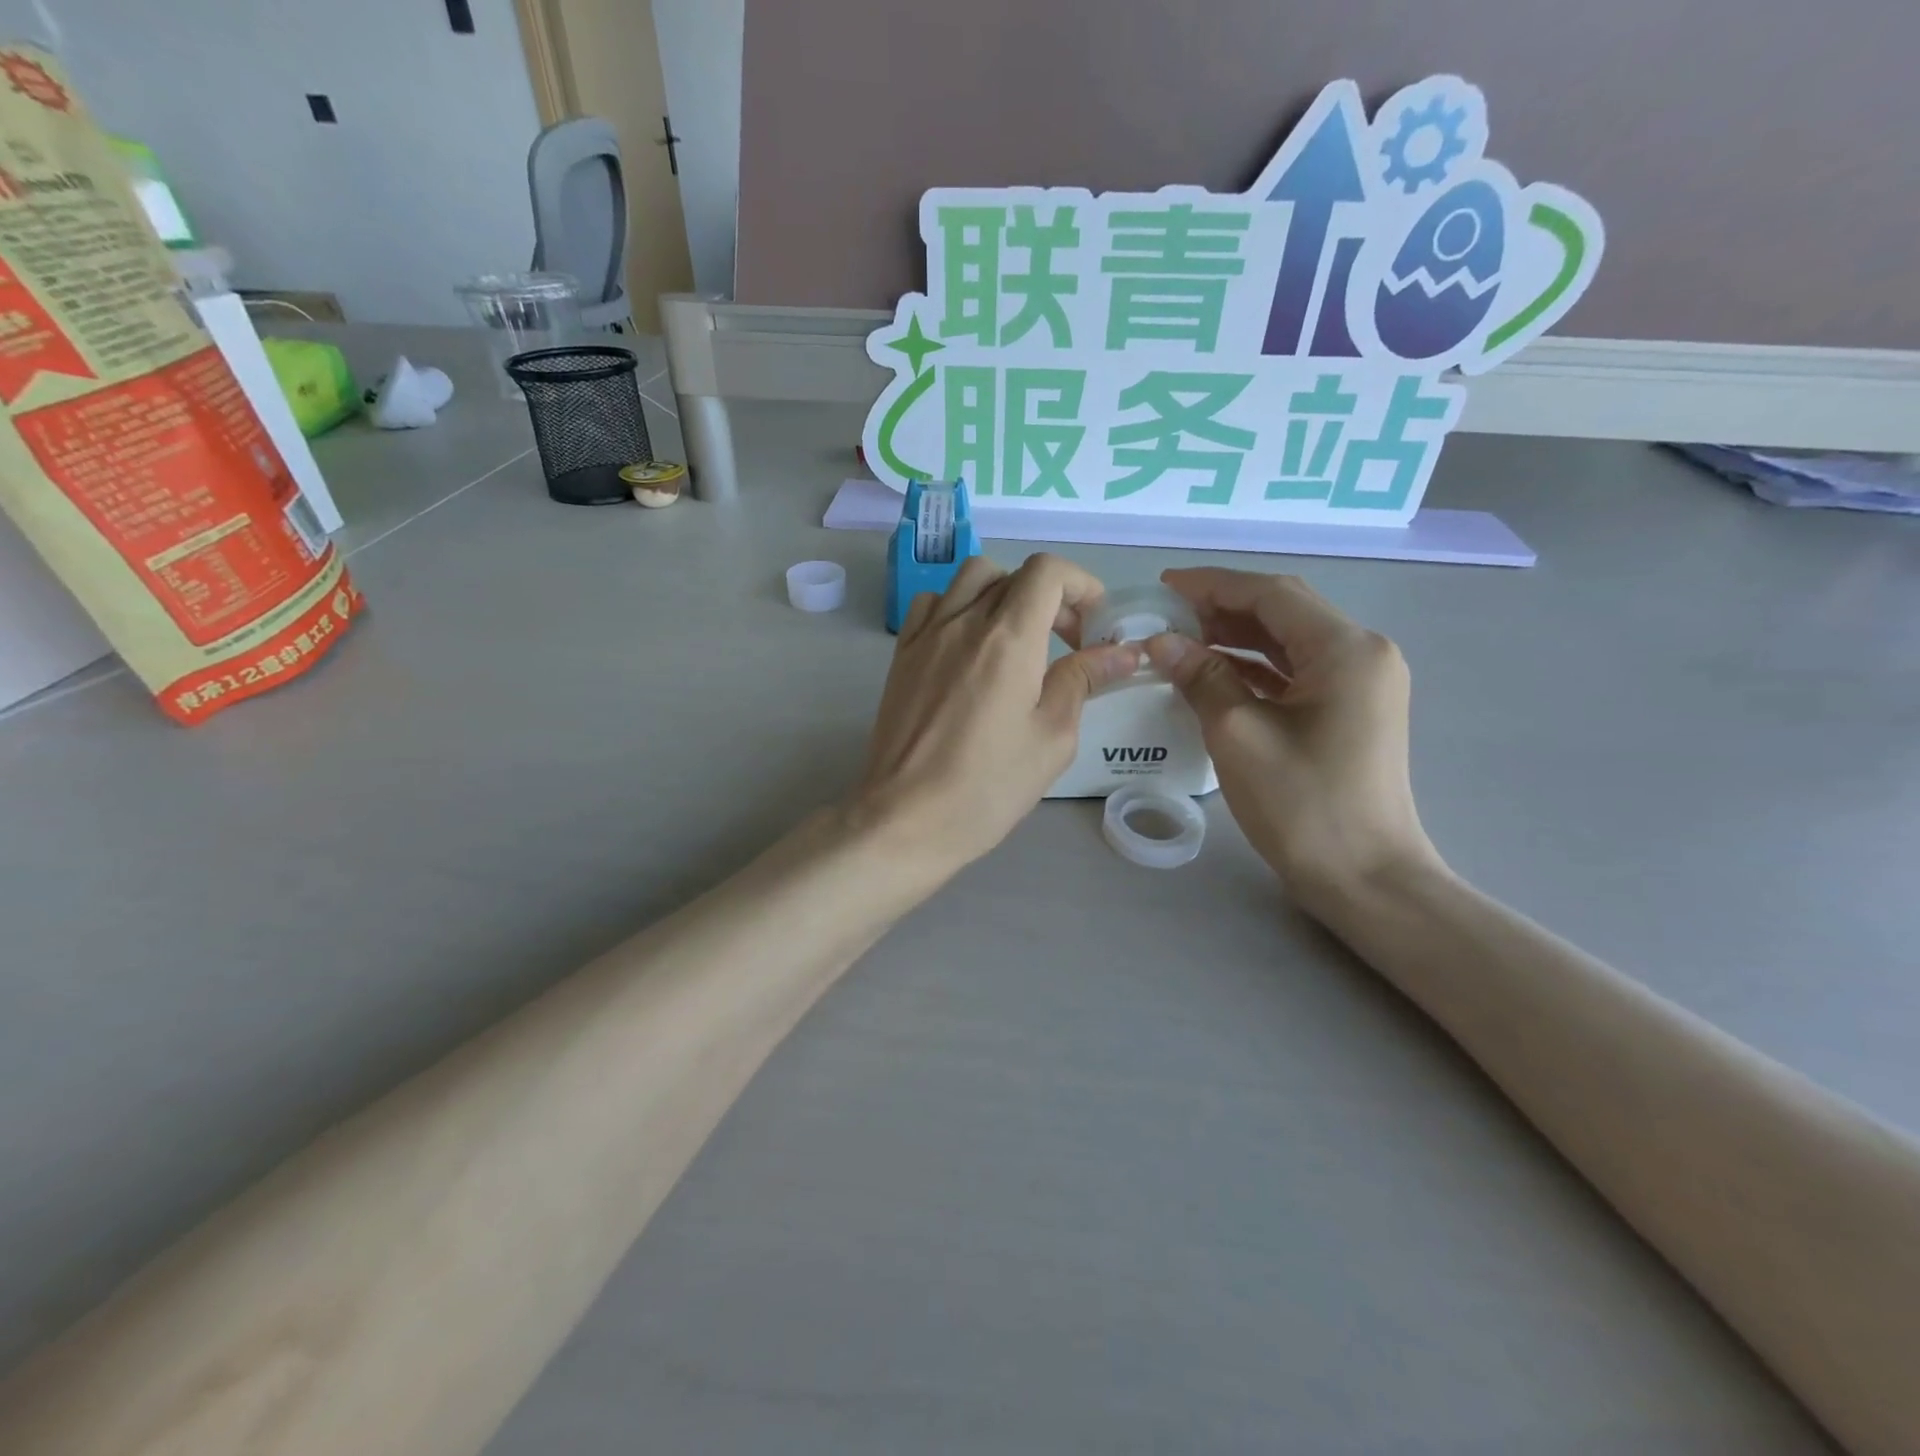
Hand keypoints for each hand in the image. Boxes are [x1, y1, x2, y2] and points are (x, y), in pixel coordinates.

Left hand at [851, 554, 1142, 874]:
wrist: (906, 818)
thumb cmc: (987, 787)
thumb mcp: (1052, 738)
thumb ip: (1083, 681)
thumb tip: (1121, 652)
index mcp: (1008, 639)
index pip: (1047, 571)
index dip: (1081, 584)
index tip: (1094, 624)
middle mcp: (964, 622)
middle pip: (1013, 573)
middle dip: (1051, 597)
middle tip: (1066, 642)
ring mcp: (926, 635)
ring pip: (970, 579)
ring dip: (1004, 594)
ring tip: (1017, 639)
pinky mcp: (902, 655)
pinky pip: (932, 604)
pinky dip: (959, 607)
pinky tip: (969, 647)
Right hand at [1146, 568, 1438, 910]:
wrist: (1366, 879)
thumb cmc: (1303, 805)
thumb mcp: (1239, 735)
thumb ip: (1201, 678)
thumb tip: (1162, 643)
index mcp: (1345, 649)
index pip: (1272, 594)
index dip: (1214, 585)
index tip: (1164, 587)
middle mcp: (1362, 653)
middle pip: (1285, 611)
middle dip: (1224, 608)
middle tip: (1167, 615)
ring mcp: (1361, 683)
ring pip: (1290, 641)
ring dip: (1237, 637)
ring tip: (1183, 639)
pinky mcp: (1351, 710)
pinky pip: (1296, 672)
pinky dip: (1255, 667)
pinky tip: (1214, 673)